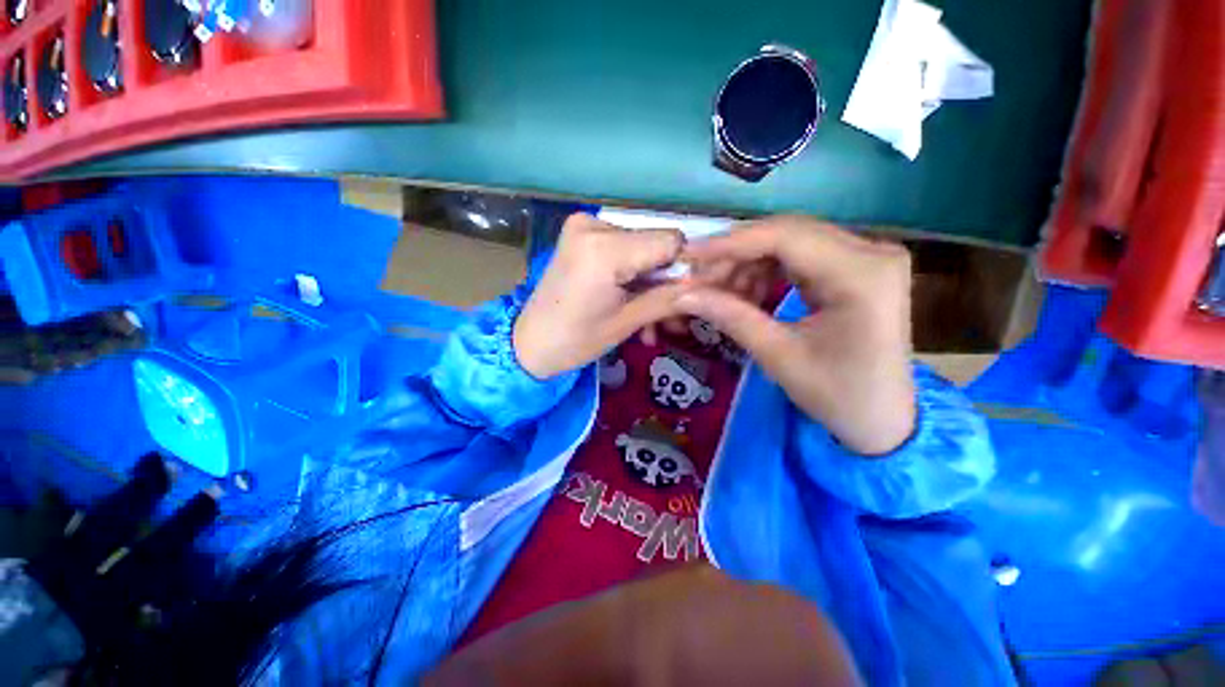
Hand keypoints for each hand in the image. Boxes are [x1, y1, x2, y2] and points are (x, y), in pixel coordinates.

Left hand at [513, 214, 691, 378]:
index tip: (690, 295)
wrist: (530, 344)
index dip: (686, 267)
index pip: (671, 240)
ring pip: (641, 248)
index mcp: (605, 248)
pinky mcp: (581, 235)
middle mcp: (594, 224)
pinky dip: (632, 275)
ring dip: (651, 282)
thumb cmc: (576, 341)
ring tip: (654, 319)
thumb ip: (670, 298)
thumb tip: (709, 284)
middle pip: (655, 243)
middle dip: (667, 279)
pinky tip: (634, 302)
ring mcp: (585, 227)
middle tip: (673, 315)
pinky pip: (622, 249)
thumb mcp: (628, 321)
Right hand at [677, 217, 915, 454]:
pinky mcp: (856, 267)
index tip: (689, 256)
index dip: (731, 243)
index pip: (785, 237)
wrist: (882, 419)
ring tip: (720, 292)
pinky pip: (798, 256)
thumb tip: (682, 294)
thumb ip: (730, 317)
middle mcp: (871, 252)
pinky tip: (746, 294)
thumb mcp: (778, 356)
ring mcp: (866, 256)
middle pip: (787, 233)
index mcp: (861, 274)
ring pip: (789, 242)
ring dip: (748, 263)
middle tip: (698, 280)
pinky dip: (765, 271)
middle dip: (735, 255)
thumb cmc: (837, 396)